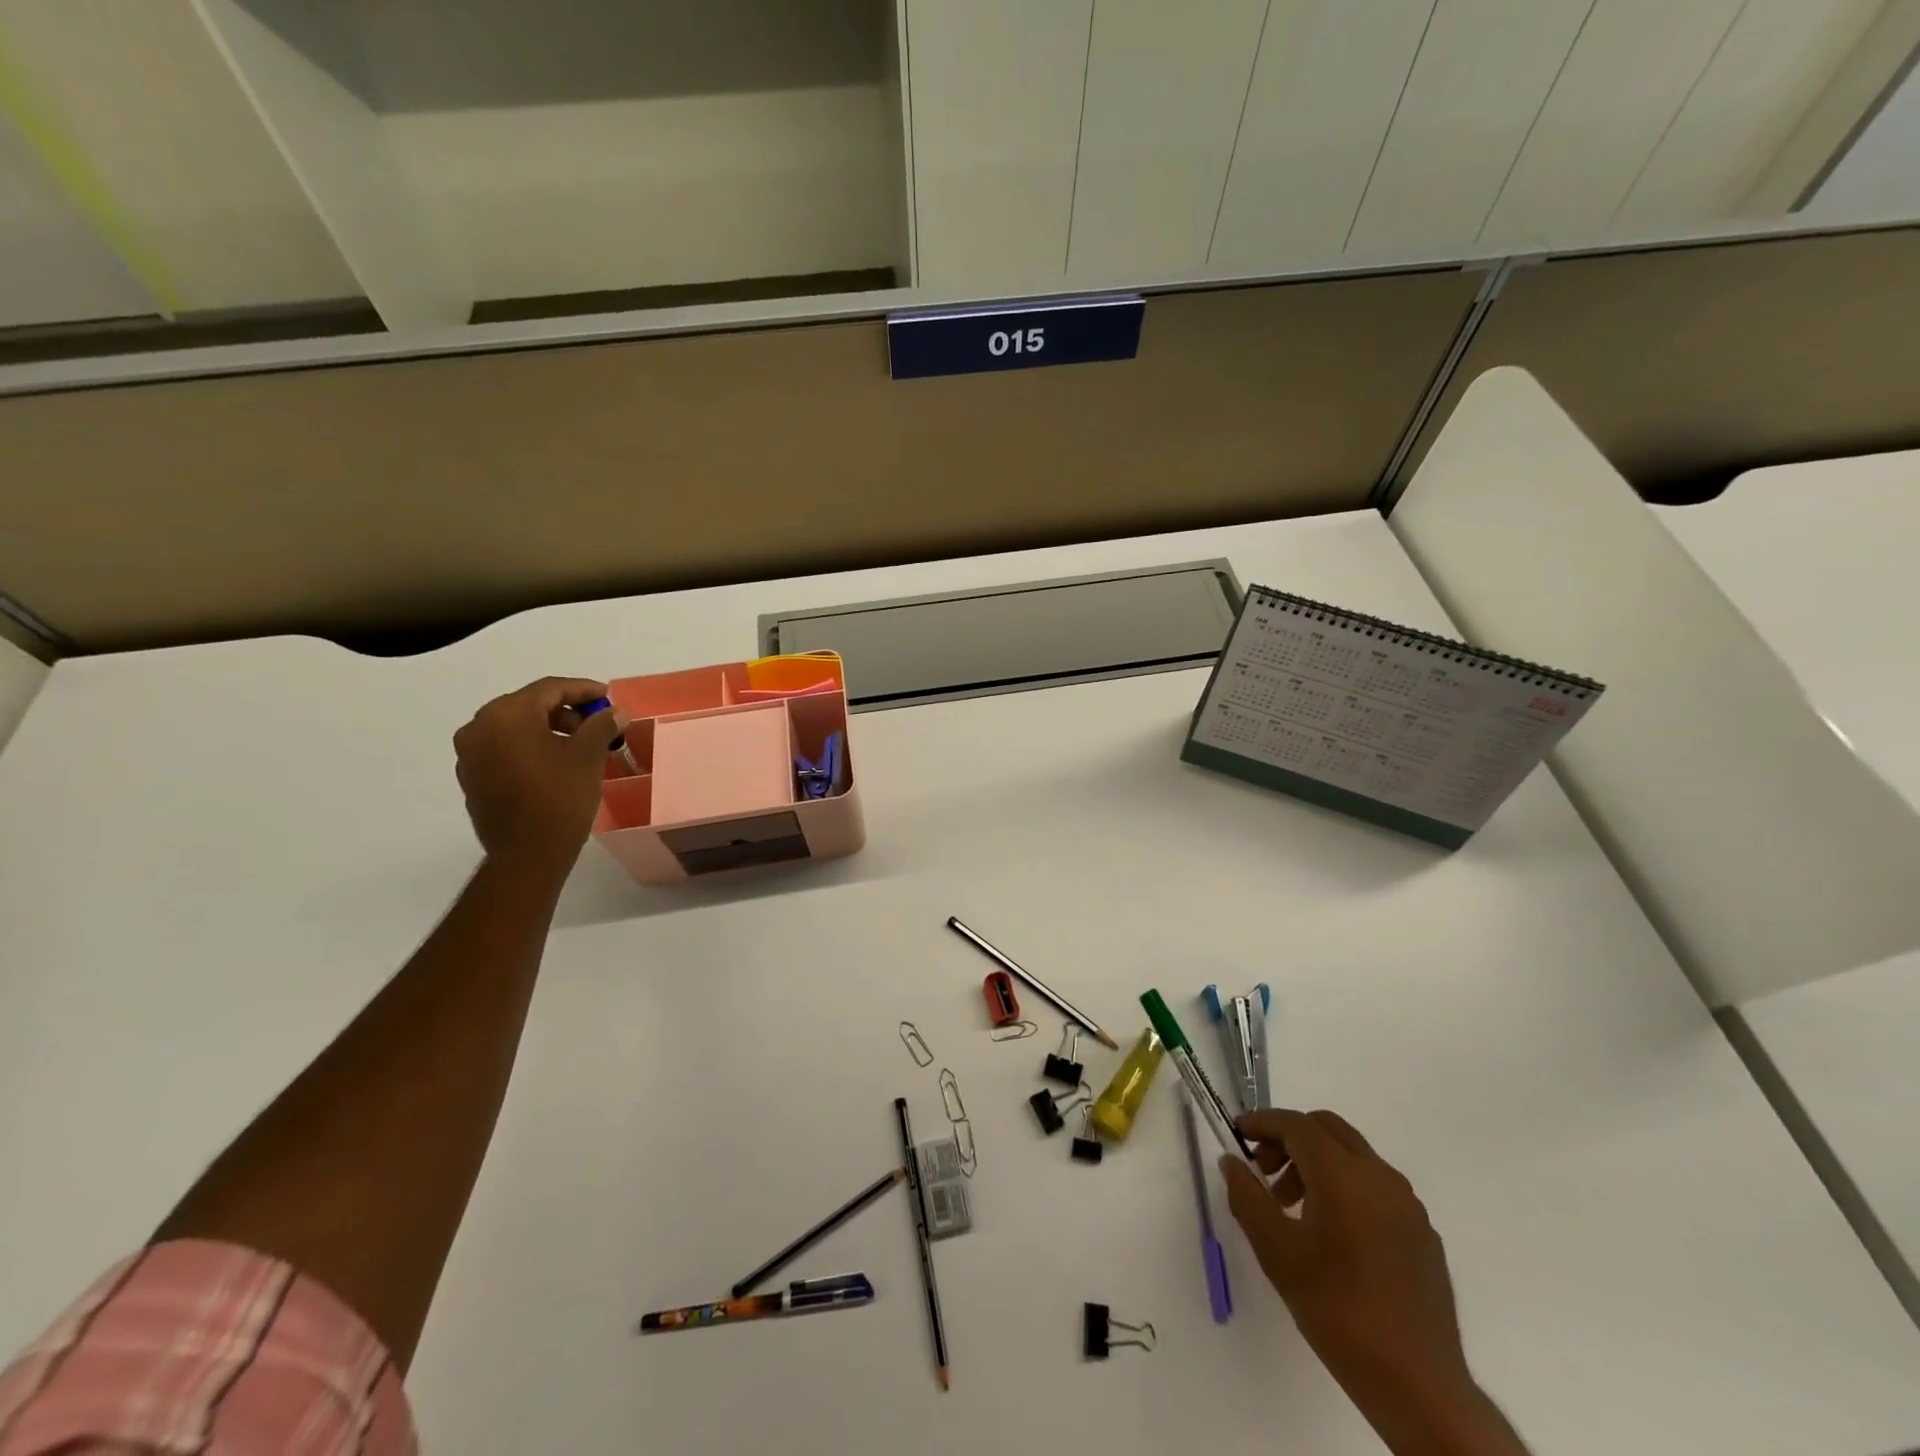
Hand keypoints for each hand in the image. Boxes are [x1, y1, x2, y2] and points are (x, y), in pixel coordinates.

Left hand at [453, 677, 621, 869]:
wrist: (527, 854)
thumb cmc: (560, 797)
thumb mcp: (588, 756)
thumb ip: (601, 725)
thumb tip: (616, 711)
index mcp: (506, 715)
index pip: (550, 689)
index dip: (583, 690)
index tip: (608, 697)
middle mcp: (479, 727)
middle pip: (529, 706)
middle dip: (566, 711)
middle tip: (597, 723)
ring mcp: (470, 754)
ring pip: (515, 728)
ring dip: (548, 730)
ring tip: (580, 746)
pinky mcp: (472, 778)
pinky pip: (504, 749)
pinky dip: (531, 748)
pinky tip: (556, 764)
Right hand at [1222, 1110, 1523, 1454]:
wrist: (1418, 1385)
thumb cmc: (1337, 1310)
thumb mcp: (1276, 1252)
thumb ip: (1247, 1197)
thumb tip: (1232, 1162)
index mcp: (1342, 1174)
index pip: (1295, 1124)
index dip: (1262, 1122)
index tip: (1238, 1135)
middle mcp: (1379, 1176)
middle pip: (1327, 1129)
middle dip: (1289, 1139)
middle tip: (1265, 1172)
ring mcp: (1407, 1204)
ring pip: (1353, 1156)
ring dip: (1317, 1163)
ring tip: (1293, 1209)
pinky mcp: (1423, 1233)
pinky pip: (1376, 1187)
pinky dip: (1346, 1187)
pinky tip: (1334, 1234)